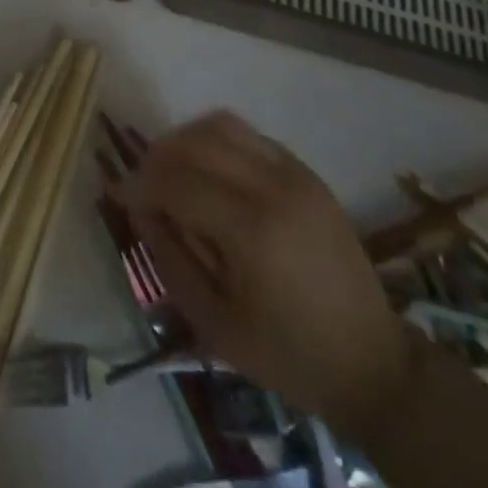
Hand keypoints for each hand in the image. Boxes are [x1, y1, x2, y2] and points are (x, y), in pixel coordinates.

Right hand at [119, 111, 415, 439]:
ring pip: (220, 125)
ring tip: (172, 172)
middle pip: (195, 142)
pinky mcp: (306, 171)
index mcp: (252, 231)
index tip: (116, 194)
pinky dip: (217, 141)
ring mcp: (295, 173)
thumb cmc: (287, 355)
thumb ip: (169, 257)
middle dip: (157, 157)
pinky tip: (209, 172)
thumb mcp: (213, 322)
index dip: (138, 184)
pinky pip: (248, 135)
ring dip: (185, 140)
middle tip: (142, 184)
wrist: (371, 363)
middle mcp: (274, 187)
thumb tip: (137, 206)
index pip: (176, 182)